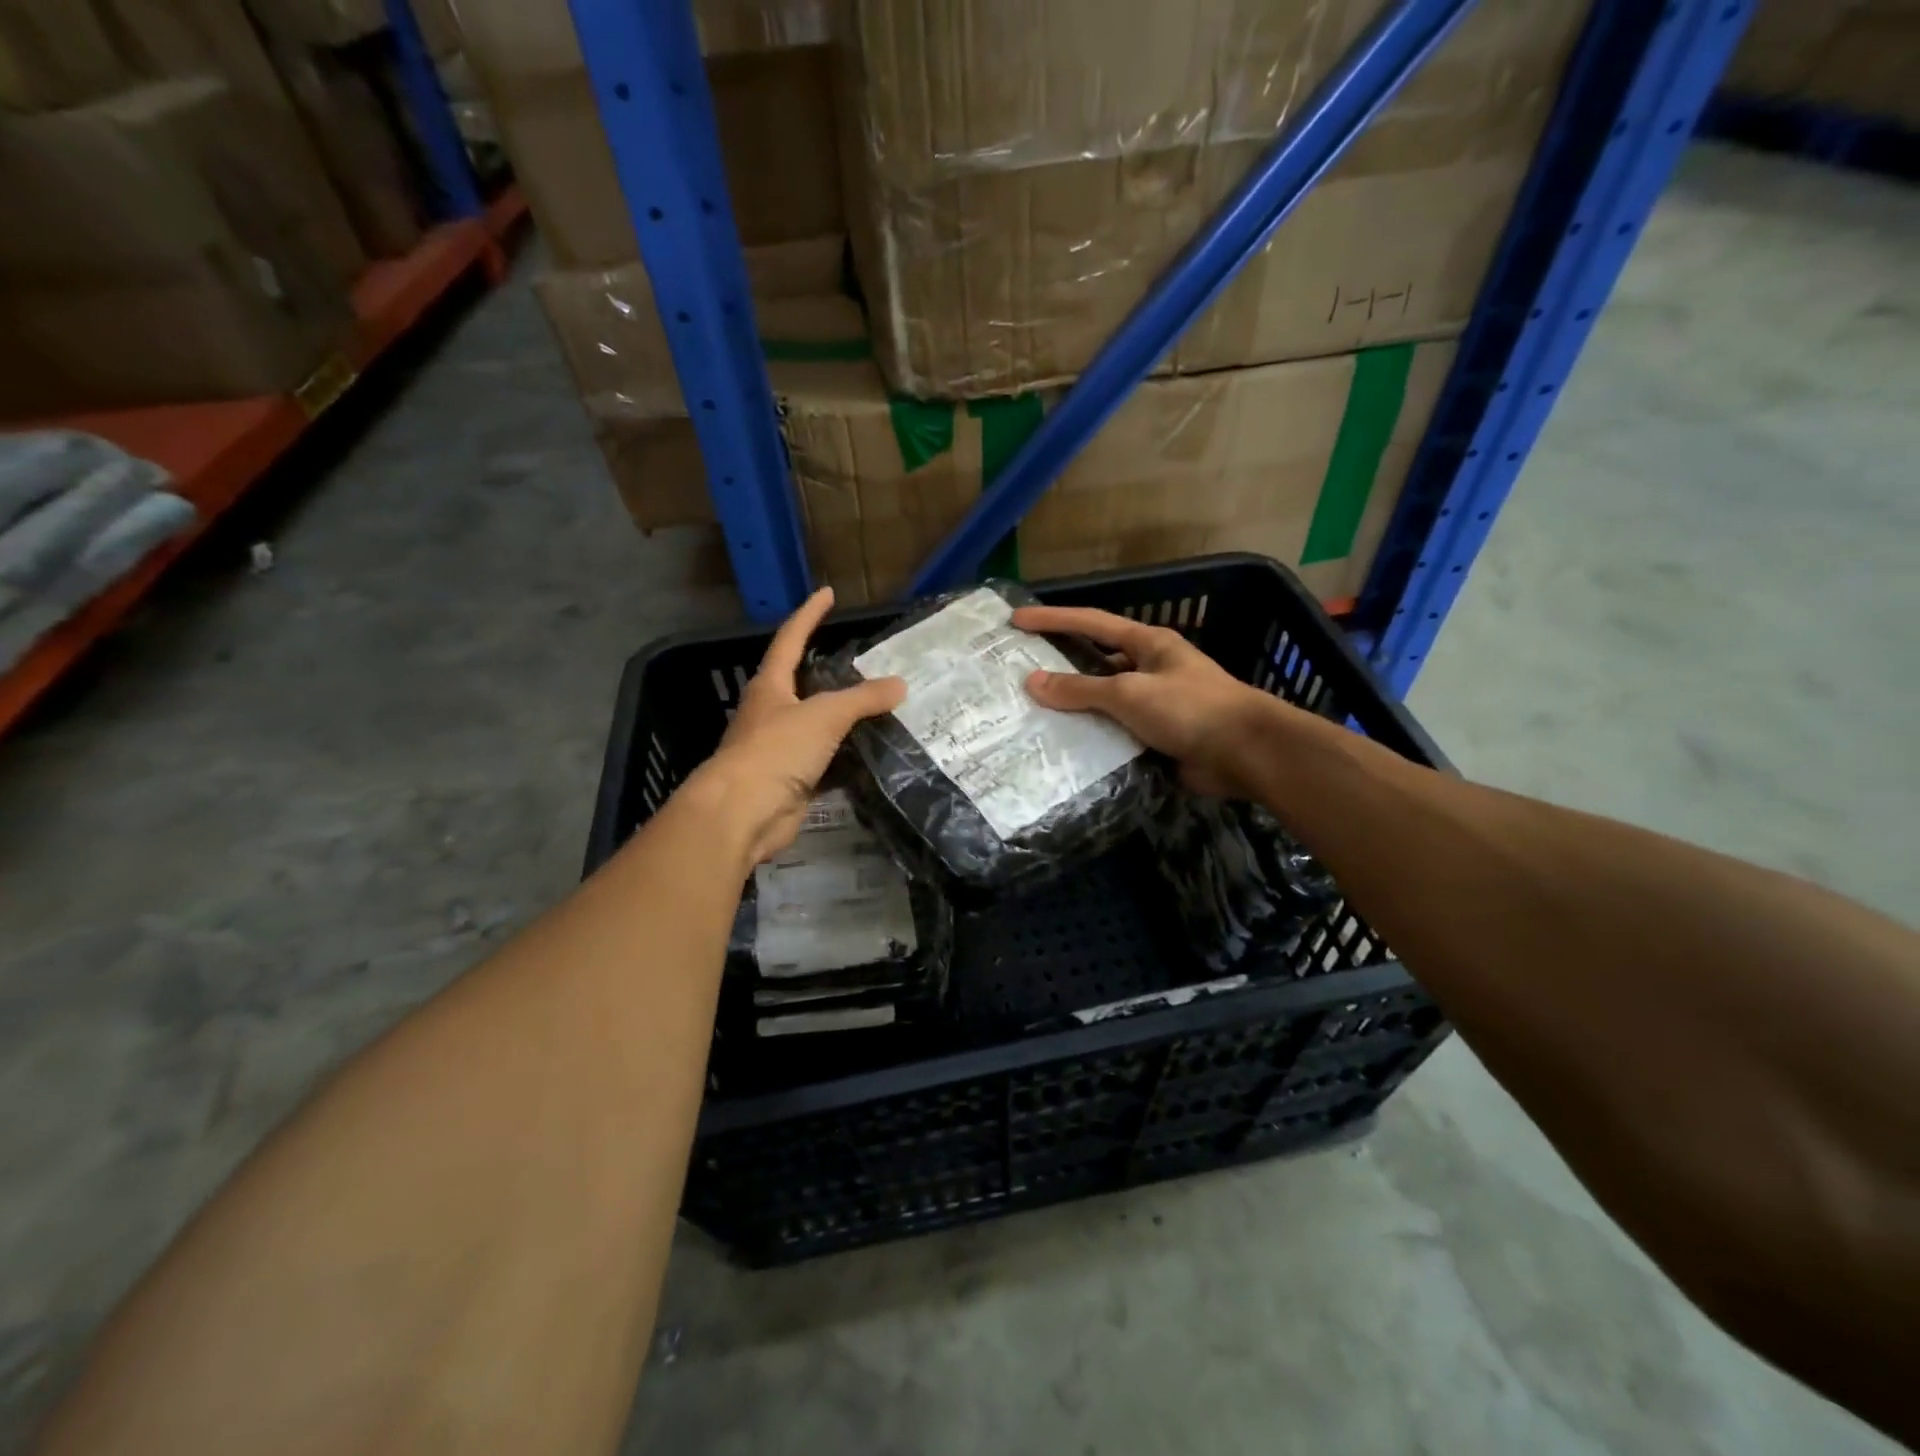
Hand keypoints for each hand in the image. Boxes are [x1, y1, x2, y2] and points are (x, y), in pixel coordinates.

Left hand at [687, 587, 904, 863]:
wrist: (742, 813)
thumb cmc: (775, 751)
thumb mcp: (824, 715)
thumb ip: (863, 698)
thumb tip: (900, 685)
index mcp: (771, 686)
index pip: (791, 640)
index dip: (810, 615)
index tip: (827, 593)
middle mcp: (772, 713)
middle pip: (804, 684)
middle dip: (831, 672)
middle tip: (868, 662)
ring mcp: (781, 749)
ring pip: (818, 726)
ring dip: (845, 719)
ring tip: (882, 708)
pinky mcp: (793, 781)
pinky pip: (827, 762)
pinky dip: (849, 758)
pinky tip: (875, 754)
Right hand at [1011, 605, 1269, 797]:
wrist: (1246, 754)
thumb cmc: (1190, 708)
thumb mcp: (1130, 692)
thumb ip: (1080, 689)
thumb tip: (1033, 682)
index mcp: (1148, 644)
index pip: (1091, 623)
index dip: (1053, 619)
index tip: (1017, 620)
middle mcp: (1150, 668)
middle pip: (1096, 661)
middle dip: (1060, 664)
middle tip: (1019, 671)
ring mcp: (1155, 704)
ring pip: (1104, 701)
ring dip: (1074, 706)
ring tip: (1031, 712)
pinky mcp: (1158, 736)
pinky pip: (1115, 731)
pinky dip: (1092, 736)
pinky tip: (1063, 745)